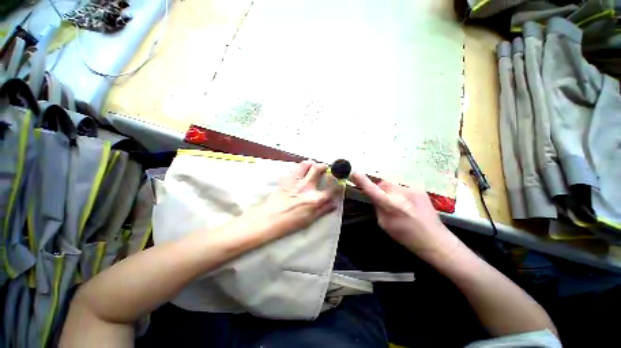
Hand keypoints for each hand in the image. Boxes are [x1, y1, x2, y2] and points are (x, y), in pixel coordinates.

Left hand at [244, 161, 342, 237]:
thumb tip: (334, 203)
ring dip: (312, 163)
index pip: (332, 189)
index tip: (339, 182)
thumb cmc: (289, 223)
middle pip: (319, 169)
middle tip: (324, 168)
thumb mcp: (309, 220)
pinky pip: (296, 167)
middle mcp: (308, 187)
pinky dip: (302, 166)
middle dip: (324, 166)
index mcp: (315, 200)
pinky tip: (302, 170)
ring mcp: (296, 181)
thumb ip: (323, 210)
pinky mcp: (287, 178)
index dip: (338, 184)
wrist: (268, 219)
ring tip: (313, 166)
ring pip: (308, 164)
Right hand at [351, 173, 454, 257]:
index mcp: (391, 205)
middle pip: (382, 184)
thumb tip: (374, 196)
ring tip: (397, 204)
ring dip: (389, 191)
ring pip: (392, 185)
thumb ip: (377, 207)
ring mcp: (412, 189)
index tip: (353, 173)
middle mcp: (401, 193)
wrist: (436, 240)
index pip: (372, 189)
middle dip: (379, 189)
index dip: (362, 180)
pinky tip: (407, 204)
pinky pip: (402, 187)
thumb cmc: (406, 236)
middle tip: (381, 200)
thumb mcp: (385, 224)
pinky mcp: (419, 189)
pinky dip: (399, 193)